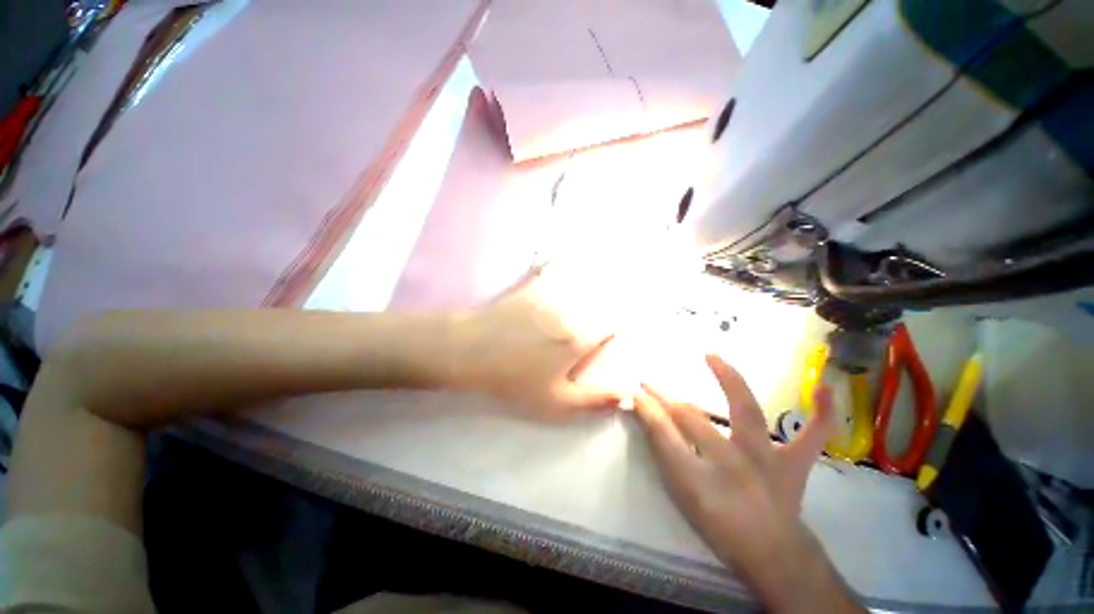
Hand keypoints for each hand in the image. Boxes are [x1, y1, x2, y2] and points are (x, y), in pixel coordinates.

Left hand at [452, 268, 619, 419]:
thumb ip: (593, 400)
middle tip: (619, 295)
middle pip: (601, 300)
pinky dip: (558, 261)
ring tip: (603, 272)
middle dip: (614, 299)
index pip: (614, 324)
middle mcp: (570, 313)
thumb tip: (626, 395)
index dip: (624, 323)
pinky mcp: (530, 287)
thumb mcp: (554, 402)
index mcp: (578, 339)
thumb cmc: (513, 379)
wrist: (471, 351)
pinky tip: (562, 255)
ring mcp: (549, 297)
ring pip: (581, 282)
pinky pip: (550, 268)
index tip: (627, 324)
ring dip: (595, 278)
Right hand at [634, 355, 859, 611]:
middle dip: (665, 397)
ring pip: (745, 412)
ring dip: (726, 380)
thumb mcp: (683, 493)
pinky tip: (825, 388)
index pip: (663, 433)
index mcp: (701, 477)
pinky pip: (813, 436)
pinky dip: (821, 413)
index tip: (634, 391)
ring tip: (712, 356)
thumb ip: (664, 452)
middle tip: (649, 381)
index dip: (646, 409)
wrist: (772, 556)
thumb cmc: (721, 525)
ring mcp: (767, 459)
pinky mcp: (794, 463)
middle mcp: (732, 462)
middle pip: (691, 418)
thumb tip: (646, 415)